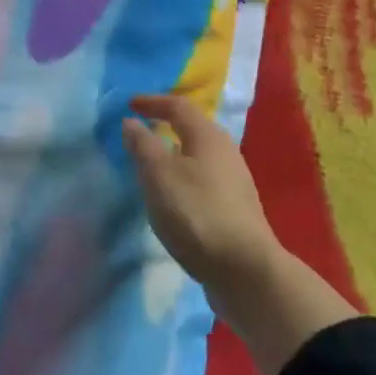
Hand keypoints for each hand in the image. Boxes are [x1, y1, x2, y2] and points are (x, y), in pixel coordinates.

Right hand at [124, 94, 355, 374]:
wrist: (245, 272)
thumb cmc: (196, 214)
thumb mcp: (158, 175)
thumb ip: (143, 145)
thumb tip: (132, 122)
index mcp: (208, 136)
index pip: (178, 106)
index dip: (152, 102)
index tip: (130, 104)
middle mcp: (226, 152)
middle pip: (193, 128)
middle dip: (167, 125)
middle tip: (142, 130)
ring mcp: (235, 182)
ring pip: (199, 155)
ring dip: (175, 153)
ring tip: (153, 164)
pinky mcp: (236, 209)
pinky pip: (204, 179)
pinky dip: (184, 177)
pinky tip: (174, 196)